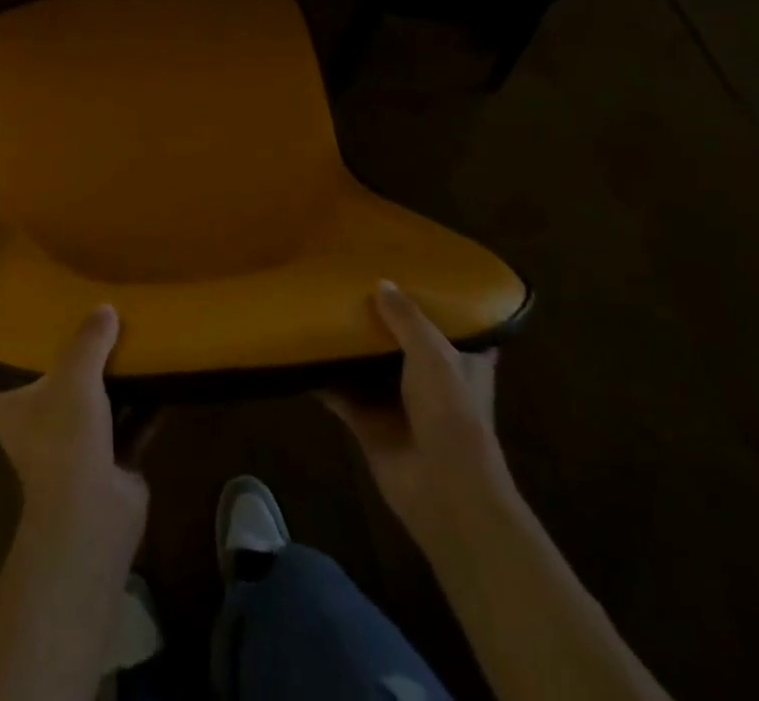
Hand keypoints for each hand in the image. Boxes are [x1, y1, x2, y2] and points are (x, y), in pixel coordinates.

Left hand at [0, 305, 147, 555]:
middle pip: (41, 396)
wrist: (94, 514)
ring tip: (123, 344)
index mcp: (11, 412)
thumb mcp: (74, 376)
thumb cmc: (64, 439)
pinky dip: (143, 408)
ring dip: (105, 386)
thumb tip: (104, 307)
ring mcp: (74, 450)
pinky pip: (128, 427)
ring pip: (88, 409)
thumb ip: (88, 340)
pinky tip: (161, 379)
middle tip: (74, 330)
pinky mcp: (109, 464)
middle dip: (57, 370)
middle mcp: (37, 431)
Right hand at [325, 280, 512, 542]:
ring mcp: (397, 401)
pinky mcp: (368, 422)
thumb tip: (380, 283)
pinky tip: (298, 350)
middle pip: (400, 339)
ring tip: (318, 304)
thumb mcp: (434, 353)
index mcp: (459, 360)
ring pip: (366, 364)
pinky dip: (321, 376)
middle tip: (349, 279)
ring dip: (346, 344)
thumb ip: (406, 318)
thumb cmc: (451, 413)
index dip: (433, 299)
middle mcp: (429, 377)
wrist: (443, 490)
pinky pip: (339, 392)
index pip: (451, 321)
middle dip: (378, 316)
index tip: (408, 269)